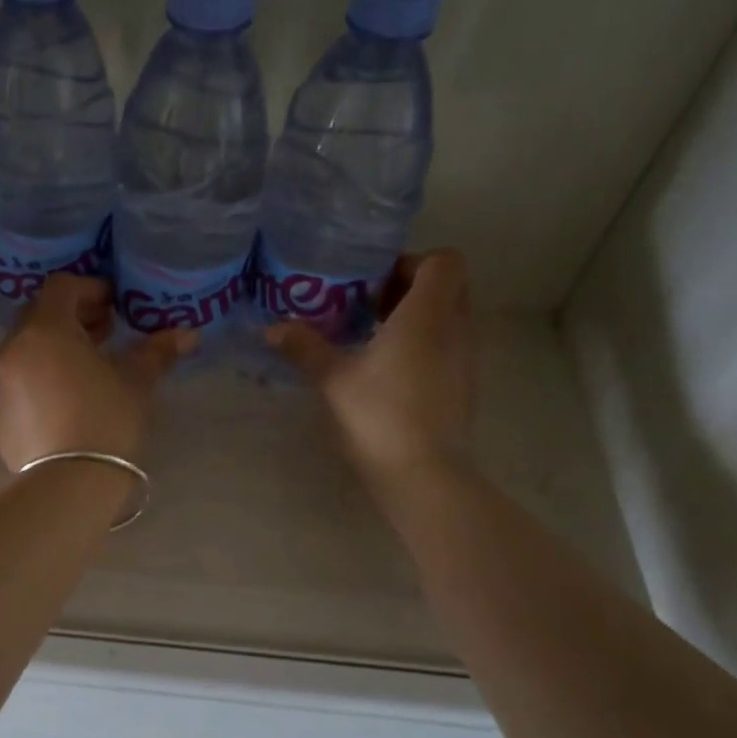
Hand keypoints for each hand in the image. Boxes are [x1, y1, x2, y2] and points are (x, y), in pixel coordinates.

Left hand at [0, 275, 196, 471]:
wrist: (68, 485)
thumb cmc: (106, 420)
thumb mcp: (136, 382)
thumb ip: (157, 351)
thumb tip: (187, 334)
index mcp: (44, 330)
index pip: (61, 287)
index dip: (90, 289)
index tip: (115, 306)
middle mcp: (14, 350)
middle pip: (39, 315)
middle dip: (73, 317)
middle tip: (105, 331)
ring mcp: (1, 384)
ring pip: (27, 350)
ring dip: (56, 348)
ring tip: (90, 367)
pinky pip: (20, 382)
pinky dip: (42, 378)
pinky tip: (69, 401)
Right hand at [264, 249, 475, 492]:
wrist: (424, 476)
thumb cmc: (379, 416)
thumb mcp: (332, 379)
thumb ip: (304, 347)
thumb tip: (272, 328)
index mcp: (428, 316)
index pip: (445, 261)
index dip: (411, 261)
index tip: (373, 281)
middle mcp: (455, 330)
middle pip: (448, 287)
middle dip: (409, 288)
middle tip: (366, 305)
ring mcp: (464, 360)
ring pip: (447, 319)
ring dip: (413, 319)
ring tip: (369, 337)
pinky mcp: (462, 387)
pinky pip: (446, 347)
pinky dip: (421, 346)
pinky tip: (384, 372)